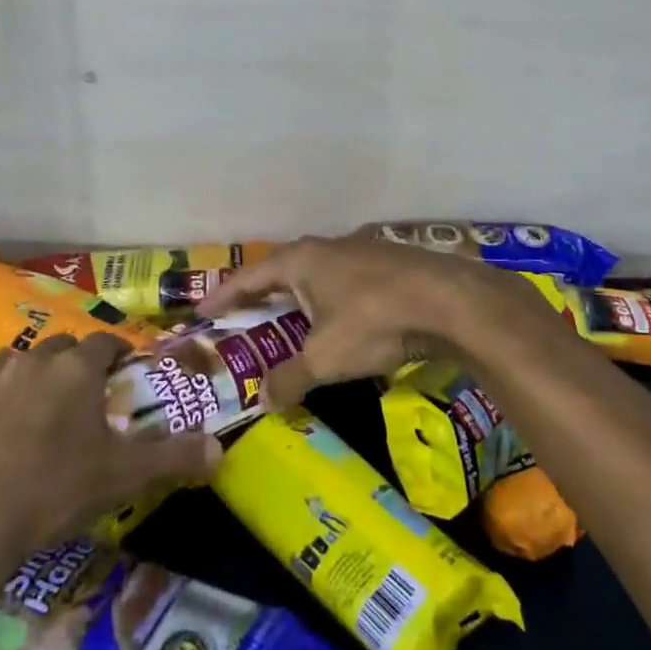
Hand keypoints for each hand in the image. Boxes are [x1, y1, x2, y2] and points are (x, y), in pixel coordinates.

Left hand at [0, 334, 220, 631]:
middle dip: (73, 364)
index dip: (118, 353)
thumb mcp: (124, 477)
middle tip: (83, 398)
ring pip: (13, 367)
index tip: (124, 370)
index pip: (104, 342)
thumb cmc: (53, 491)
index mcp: (74, 368)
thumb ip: (174, 457)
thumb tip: (220, 450)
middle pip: (59, 348)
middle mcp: (29, 362)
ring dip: (28, 382)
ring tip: (36, 416)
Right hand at [196, 233, 560, 409]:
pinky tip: (337, 322)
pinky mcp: (386, 263)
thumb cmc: (373, 321)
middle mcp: (324, 248)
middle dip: (261, 298)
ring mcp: (358, 251)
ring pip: (315, 276)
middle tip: (242, 322)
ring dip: (298, 300)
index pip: (248, 278)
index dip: (223, 297)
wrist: (447, 301)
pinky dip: (329, 302)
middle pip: (281, 273)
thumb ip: (289, 378)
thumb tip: (263, 401)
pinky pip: (343, 283)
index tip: (202, 314)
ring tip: (287, 325)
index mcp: (299, 261)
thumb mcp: (324, 358)